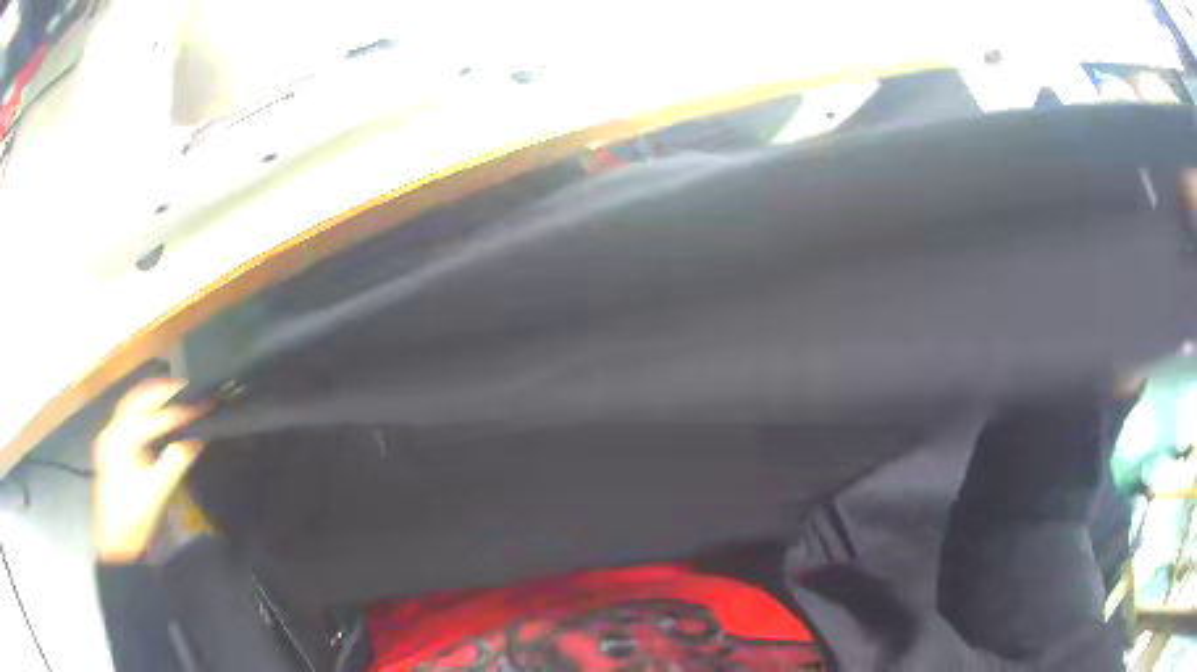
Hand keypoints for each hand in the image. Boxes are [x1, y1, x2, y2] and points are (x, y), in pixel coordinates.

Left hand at [93, 379, 207, 562]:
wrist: (115, 545)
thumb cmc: (134, 520)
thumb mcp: (156, 493)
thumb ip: (175, 461)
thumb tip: (198, 437)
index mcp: (121, 439)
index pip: (155, 418)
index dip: (181, 411)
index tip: (204, 405)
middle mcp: (112, 430)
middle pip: (138, 398)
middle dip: (163, 391)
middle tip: (189, 390)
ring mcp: (109, 437)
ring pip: (131, 404)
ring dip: (152, 397)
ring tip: (176, 395)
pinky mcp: (111, 447)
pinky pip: (128, 417)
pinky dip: (144, 410)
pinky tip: (156, 415)